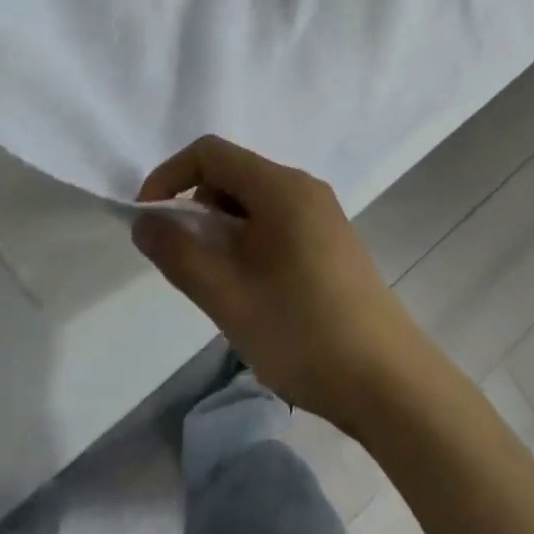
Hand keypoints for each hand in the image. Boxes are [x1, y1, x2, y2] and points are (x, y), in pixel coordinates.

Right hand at [132, 136, 433, 432]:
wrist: (388, 381)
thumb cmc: (302, 332)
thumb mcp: (228, 297)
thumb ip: (180, 254)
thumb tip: (145, 222)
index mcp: (280, 186)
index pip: (210, 152)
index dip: (169, 176)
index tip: (147, 221)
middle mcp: (303, 187)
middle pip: (232, 174)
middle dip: (196, 207)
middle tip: (186, 262)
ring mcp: (322, 213)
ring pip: (253, 201)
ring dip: (222, 229)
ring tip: (220, 284)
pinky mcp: (332, 239)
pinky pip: (276, 221)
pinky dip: (249, 240)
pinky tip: (254, 290)